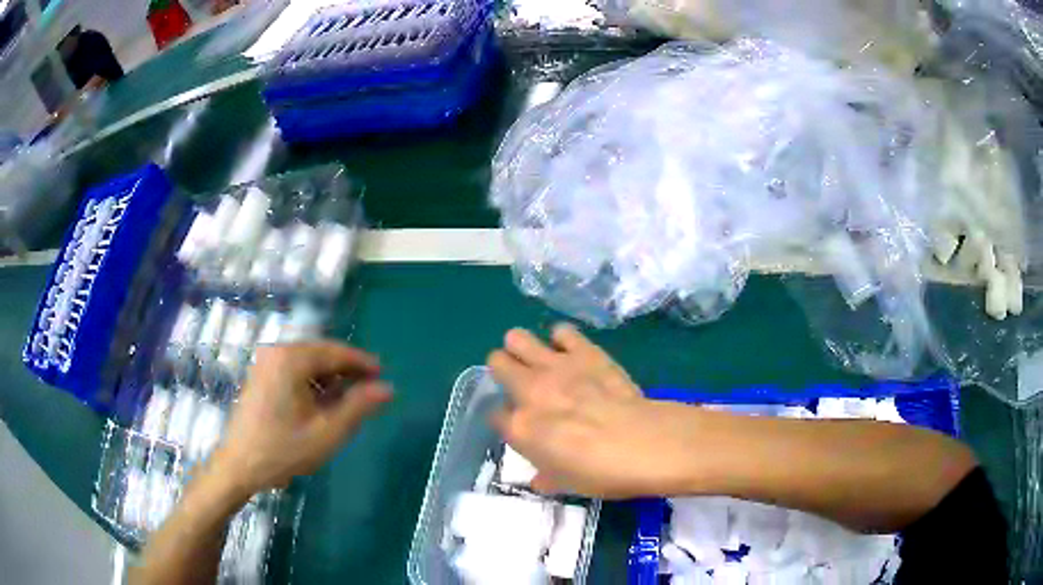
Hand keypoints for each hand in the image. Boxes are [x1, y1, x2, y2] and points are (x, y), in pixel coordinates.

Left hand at [210, 341, 391, 493]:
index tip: (383, 374)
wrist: (240, 465)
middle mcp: (276, 352)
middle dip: (346, 370)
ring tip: (348, 400)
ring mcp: (265, 362)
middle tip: (369, 389)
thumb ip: (358, 407)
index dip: (362, 362)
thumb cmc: (283, 450)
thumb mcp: (327, 432)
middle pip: (321, 353)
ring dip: (330, 377)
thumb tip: (387, 388)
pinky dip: (312, 381)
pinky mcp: (260, 374)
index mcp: (291, 360)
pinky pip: (294, 369)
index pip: (335, 352)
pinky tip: (322, 402)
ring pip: (308, 361)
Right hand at [488, 324, 699, 498]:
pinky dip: (562, 339)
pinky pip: (562, 331)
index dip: (506, 419)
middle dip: (504, 371)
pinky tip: (572, 351)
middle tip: (522, 383)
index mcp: (520, 428)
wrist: (642, 443)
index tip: (520, 425)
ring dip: (523, 347)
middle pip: (497, 363)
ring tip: (539, 360)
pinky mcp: (583, 351)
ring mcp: (555, 366)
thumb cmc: (601, 472)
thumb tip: (539, 479)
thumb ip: (545, 478)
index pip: (495, 415)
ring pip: (517, 338)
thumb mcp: (566, 485)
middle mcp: (528, 391)